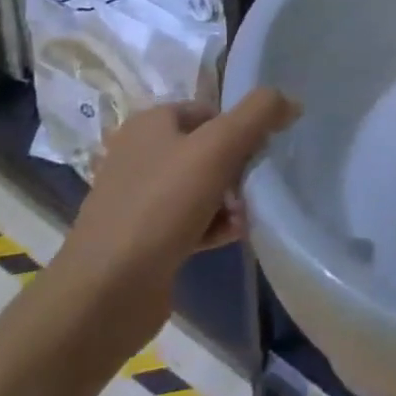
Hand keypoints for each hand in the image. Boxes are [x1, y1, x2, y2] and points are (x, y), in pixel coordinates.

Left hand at [47, 88, 300, 358]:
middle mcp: (141, 155)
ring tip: (248, 215)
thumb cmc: (161, 206)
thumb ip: (259, 114)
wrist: (105, 294)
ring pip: (204, 186)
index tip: (262, 151)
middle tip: (257, 186)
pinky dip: (216, 225)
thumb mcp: (218, 147)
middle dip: (240, 167)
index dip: (241, 127)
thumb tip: (291, 101)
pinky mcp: (145, 238)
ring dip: (233, 199)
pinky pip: (193, 220)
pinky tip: (235, 235)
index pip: (212, 110)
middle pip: (210, 148)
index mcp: (149, 124)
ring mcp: (140, 199)